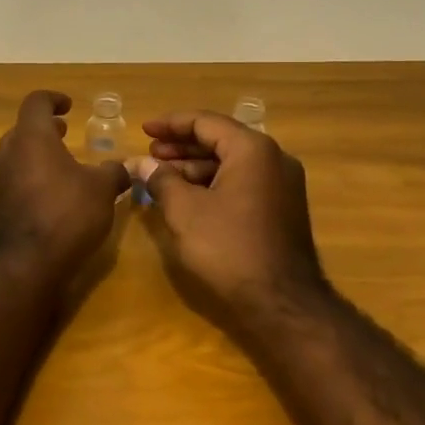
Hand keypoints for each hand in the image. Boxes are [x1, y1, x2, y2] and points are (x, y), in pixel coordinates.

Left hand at [0, 91, 132, 278]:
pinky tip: (50, 192)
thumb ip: (113, 171)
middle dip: (45, 129)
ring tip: (60, 163)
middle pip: (23, 129)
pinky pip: (13, 178)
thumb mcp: (102, 189)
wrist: (28, 262)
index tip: (69, 106)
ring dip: (36, 153)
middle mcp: (7, 151)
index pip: (37, 102)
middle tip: (64, 133)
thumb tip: (124, 167)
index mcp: (31, 136)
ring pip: (15, 154)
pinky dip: (30, 176)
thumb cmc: (68, 213)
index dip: (54, 99)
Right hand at [136, 111, 327, 318]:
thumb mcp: (185, 210)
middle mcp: (274, 159)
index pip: (206, 122)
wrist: (281, 302)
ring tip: (162, 178)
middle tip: (151, 154)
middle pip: (221, 140)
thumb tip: (142, 163)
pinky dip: (214, 185)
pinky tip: (188, 198)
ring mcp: (282, 185)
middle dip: (182, 147)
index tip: (144, 130)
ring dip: (196, 168)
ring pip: (232, 164)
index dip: (171, 124)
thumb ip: (162, 180)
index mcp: (252, 150)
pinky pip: (243, 183)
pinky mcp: (282, 209)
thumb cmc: (228, 248)